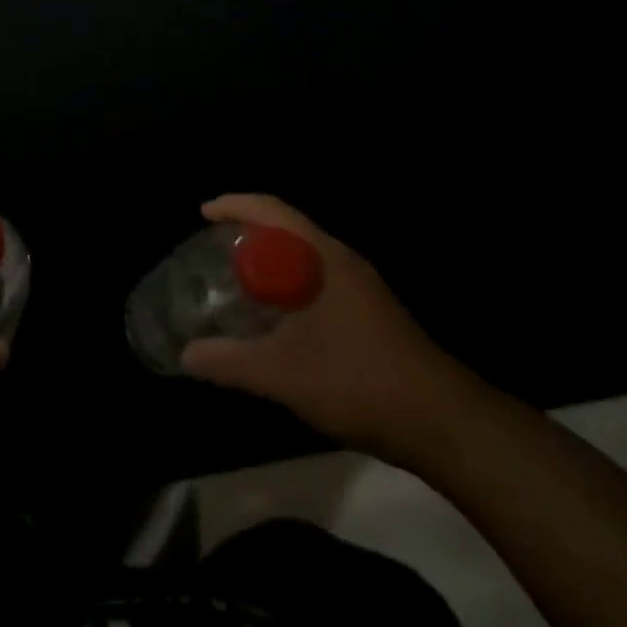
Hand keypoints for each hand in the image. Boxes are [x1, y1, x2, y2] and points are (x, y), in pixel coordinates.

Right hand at [180, 194, 477, 463]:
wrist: (440, 421)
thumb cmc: (357, 380)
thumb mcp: (282, 374)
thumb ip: (230, 362)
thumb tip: (186, 355)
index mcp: (322, 257)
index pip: (272, 210)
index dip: (234, 205)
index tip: (203, 213)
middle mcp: (341, 260)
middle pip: (286, 228)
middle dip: (247, 232)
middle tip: (212, 250)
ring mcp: (360, 286)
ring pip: (302, 256)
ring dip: (268, 260)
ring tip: (234, 280)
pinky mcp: (369, 311)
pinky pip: (315, 278)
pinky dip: (287, 284)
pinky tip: (274, 318)